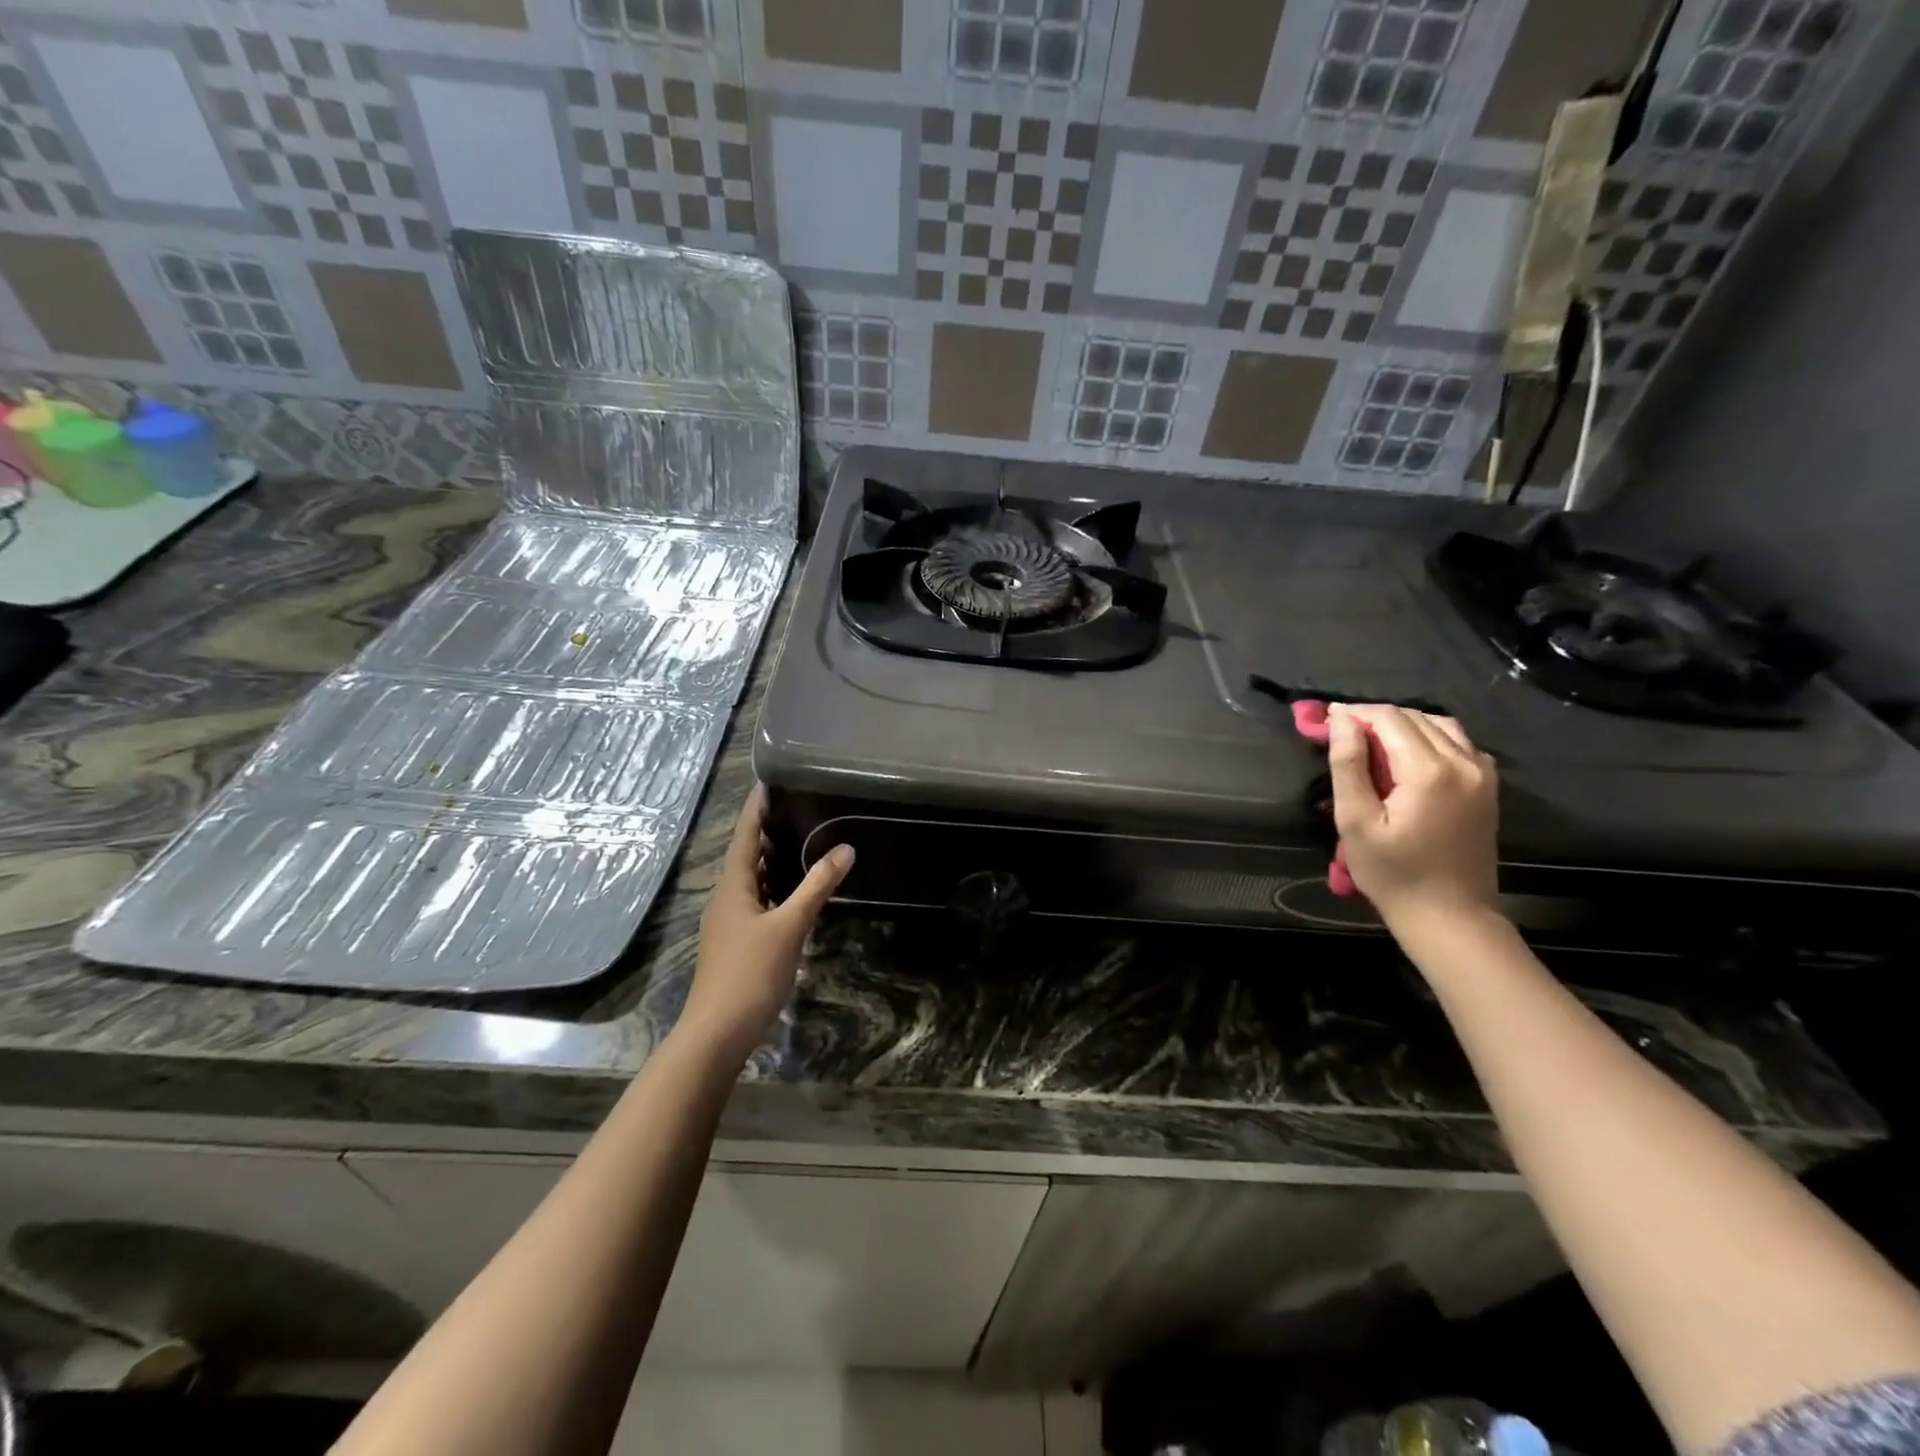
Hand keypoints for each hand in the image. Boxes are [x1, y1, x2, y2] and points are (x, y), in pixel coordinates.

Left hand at [682, 786, 853, 1056]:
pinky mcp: (736, 944)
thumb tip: (844, 848)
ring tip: (799, 842)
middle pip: (746, 856)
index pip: (744, 836)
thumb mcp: (789, 926)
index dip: (755, 809)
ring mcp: (728, 924)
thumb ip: (816, 886)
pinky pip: (756, 903)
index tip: (768, 782)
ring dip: (771, 862)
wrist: (717, 1033)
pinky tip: (792, 895)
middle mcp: (726, 899)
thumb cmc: (750, 973)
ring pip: (751, 882)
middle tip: (795, 808)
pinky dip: (774, 889)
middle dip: (766, 832)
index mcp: (733, 887)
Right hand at [1327, 704, 1500, 928]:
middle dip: (1375, 718)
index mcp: (1429, 770)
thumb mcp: (1355, 822)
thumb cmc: (1393, 873)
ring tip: (1372, 744)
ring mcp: (1483, 773)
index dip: (1354, 713)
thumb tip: (1342, 720)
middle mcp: (1464, 762)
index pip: (1389, 718)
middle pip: (1415, 717)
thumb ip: (1348, 765)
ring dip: (1403, 725)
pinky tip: (1408, 759)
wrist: (1450, 916)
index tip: (1325, 720)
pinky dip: (1430, 739)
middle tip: (1341, 735)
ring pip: (1439, 725)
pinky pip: (1459, 743)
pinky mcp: (1488, 786)